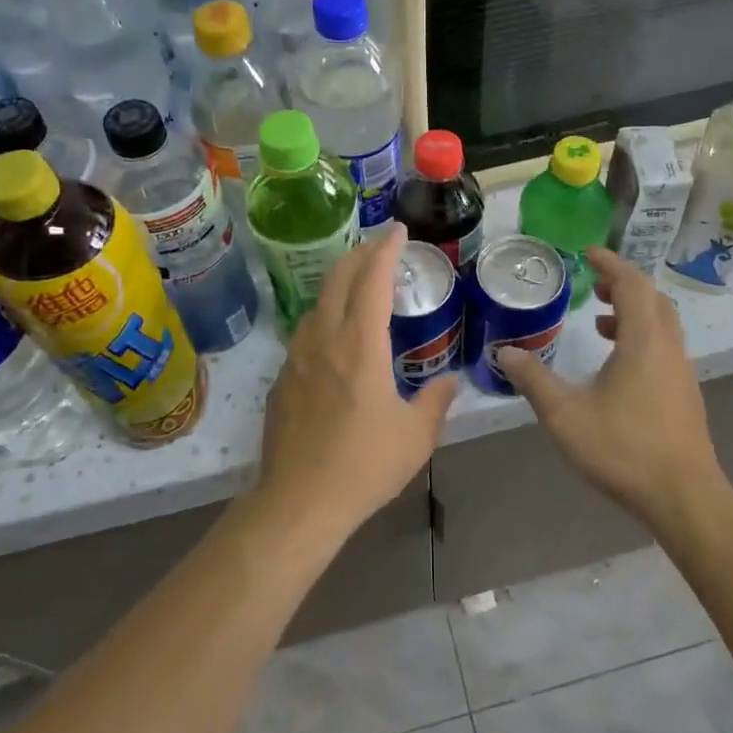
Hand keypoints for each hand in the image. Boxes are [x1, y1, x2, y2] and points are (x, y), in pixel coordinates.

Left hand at [257, 227, 458, 538]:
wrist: (299, 501)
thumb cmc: (364, 466)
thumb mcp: (416, 436)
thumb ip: (436, 401)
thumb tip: (450, 380)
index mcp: (361, 345)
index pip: (373, 280)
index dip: (386, 250)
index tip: (397, 231)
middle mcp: (325, 339)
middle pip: (338, 279)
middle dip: (359, 255)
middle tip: (379, 247)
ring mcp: (297, 358)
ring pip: (317, 303)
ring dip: (339, 284)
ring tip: (359, 286)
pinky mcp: (282, 379)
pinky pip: (305, 332)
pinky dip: (325, 316)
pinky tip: (335, 336)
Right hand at [497, 246, 721, 528]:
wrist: (683, 498)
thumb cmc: (623, 449)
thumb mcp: (566, 415)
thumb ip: (535, 380)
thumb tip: (507, 352)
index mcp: (643, 341)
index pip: (632, 284)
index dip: (611, 264)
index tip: (589, 253)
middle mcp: (668, 348)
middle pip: (653, 299)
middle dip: (625, 285)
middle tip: (596, 285)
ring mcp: (681, 373)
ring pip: (662, 325)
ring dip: (634, 313)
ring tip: (601, 323)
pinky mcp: (684, 396)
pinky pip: (664, 348)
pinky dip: (642, 338)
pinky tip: (618, 367)